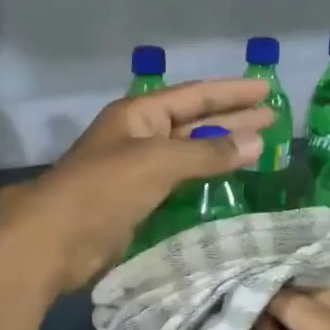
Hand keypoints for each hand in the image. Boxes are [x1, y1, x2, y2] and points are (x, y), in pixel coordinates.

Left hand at [0, 79, 273, 294]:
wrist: (54, 240)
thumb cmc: (103, 189)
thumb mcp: (158, 162)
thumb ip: (207, 153)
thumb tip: (255, 141)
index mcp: (138, 114)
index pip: (194, 95)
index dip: (231, 92)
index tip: (267, 90)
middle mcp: (139, 135)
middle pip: (194, 121)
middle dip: (232, 118)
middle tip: (274, 118)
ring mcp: (137, 168)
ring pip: (188, 152)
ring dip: (222, 150)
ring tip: (260, 147)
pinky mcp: (138, 200)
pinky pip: (179, 181)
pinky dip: (205, 178)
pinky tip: (228, 181)